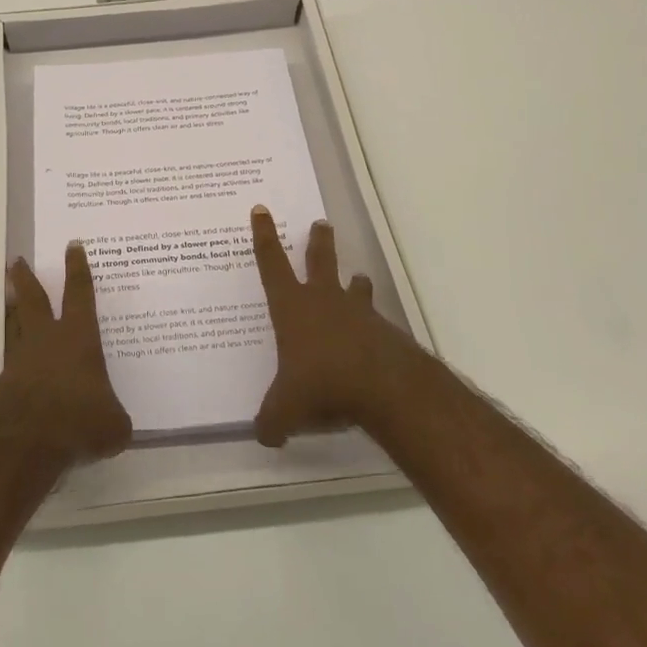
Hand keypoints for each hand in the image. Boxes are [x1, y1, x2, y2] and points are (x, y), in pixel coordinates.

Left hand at [0, 242, 133, 467]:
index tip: (72, 246)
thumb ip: (116, 418)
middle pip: (33, 299)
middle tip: (16, 260)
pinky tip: (17, 362)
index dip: (77, 269)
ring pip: (15, 324)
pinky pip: (11, 360)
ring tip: (10, 299)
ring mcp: (21, 360)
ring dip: (13, 310)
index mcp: (78, 337)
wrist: (23, 443)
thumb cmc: (77, 421)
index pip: (80, 294)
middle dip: (25, 278)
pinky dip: (14, 355)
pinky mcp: (4, 384)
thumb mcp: (113, 424)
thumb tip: (118, 425)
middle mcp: (47, 340)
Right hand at [250, 207, 419, 445]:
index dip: (264, 236)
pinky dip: (371, 326)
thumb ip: (271, 421)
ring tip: (357, 279)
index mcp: (292, 308)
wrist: (384, 389)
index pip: (271, 264)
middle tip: (321, 223)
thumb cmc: (322, 386)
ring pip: (354, 287)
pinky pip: (375, 322)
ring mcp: (358, 314)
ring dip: (354, 282)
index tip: (261, 210)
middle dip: (319, 242)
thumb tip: (264, 436)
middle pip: (320, 261)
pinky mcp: (385, 333)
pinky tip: (372, 340)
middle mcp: (324, 301)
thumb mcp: (285, 410)